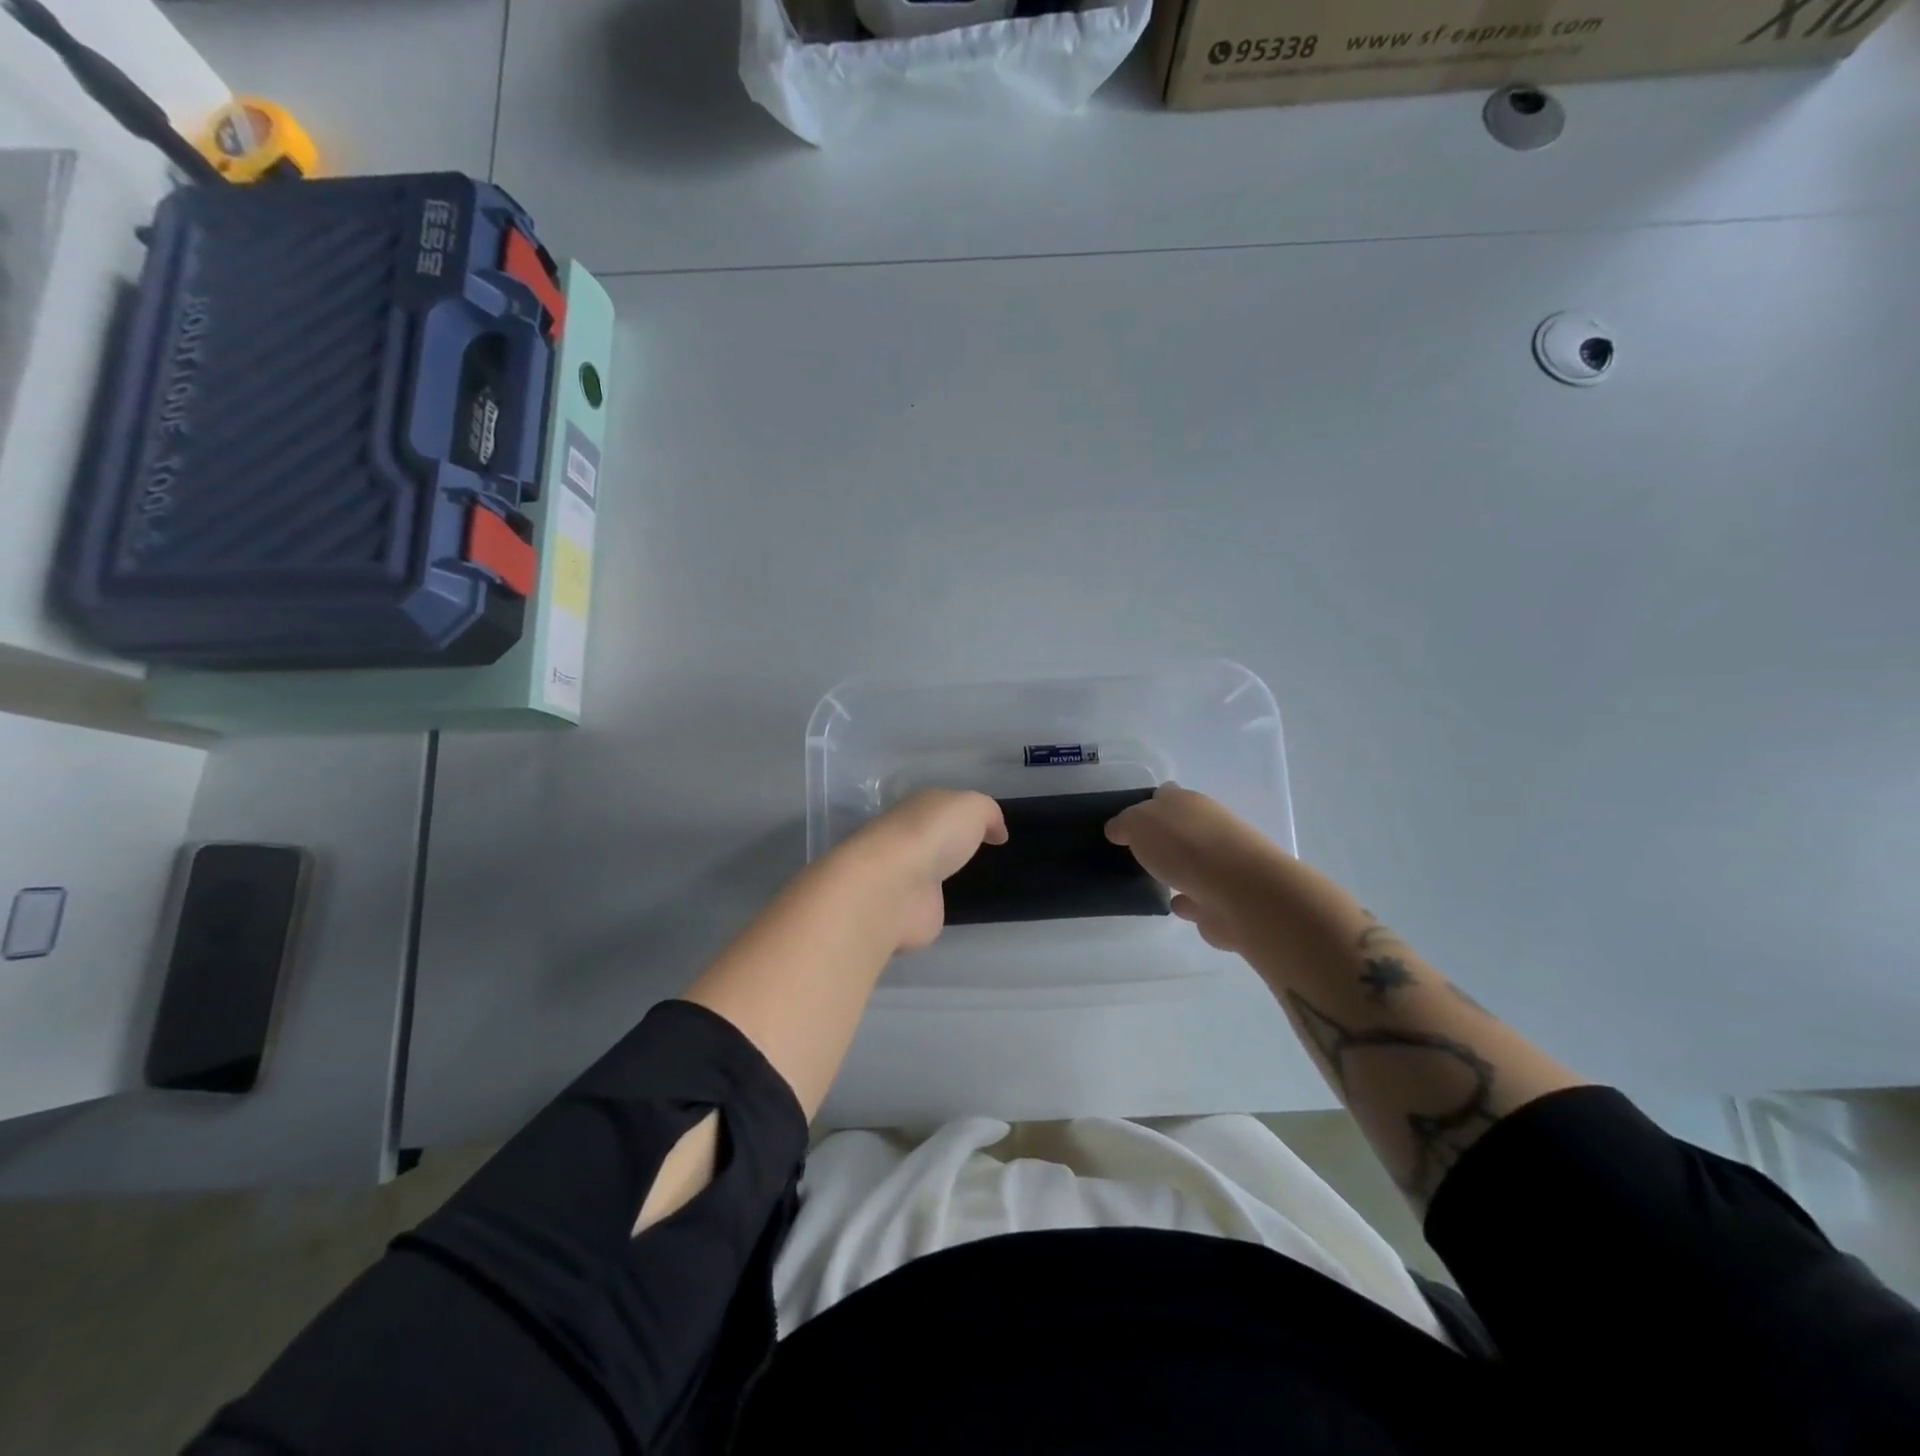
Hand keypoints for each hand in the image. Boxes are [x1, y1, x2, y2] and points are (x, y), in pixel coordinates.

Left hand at [835, 789, 1007, 951]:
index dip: (964, 814)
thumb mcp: (972, 807)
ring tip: (972, 882)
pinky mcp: (905, 912)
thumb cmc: (934, 836)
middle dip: (950, 844)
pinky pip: (929, 904)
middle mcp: (906, 840)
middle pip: (932, 839)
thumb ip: (987, 813)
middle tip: (981, 854)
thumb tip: (996, 832)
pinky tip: (956, 907)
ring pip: (929, 871)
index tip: (991, 829)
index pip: (941, 808)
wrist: (896, 887)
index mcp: (917, 809)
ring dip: (941, 875)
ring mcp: (903, 878)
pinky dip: (937, 905)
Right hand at [1106, 784, 1357, 954]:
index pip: (1164, 795)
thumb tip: (1118, 829)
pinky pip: (1200, 895)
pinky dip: (1188, 899)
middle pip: (1180, 827)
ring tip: (1152, 879)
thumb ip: (1125, 823)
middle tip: (1135, 851)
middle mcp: (1209, 826)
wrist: (1239, 892)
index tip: (1126, 823)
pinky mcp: (1226, 898)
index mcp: (1188, 802)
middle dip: (1162, 837)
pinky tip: (1173, 904)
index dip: (1145, 805)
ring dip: (1177, 868)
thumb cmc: (1185, 846)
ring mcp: (1222, 863)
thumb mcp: (1139, 823)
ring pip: (1192, 861)